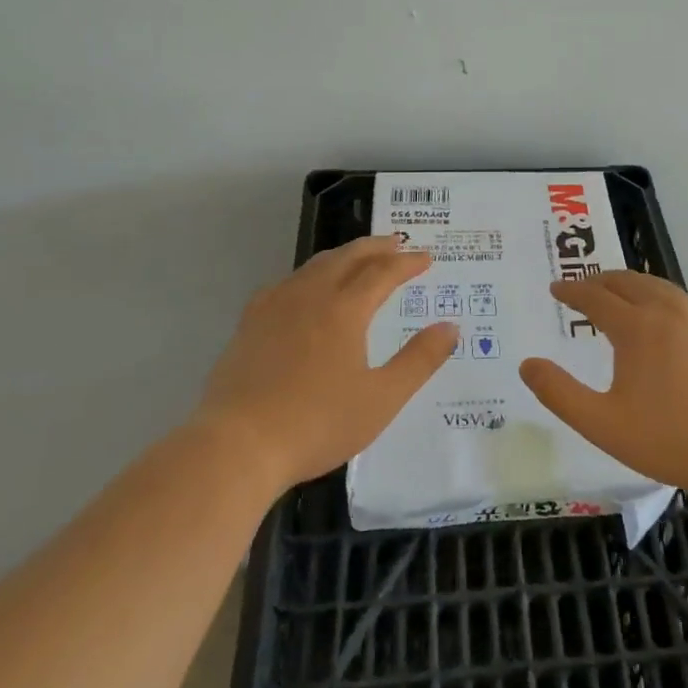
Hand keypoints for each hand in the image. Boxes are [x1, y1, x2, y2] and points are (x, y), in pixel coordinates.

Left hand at [196, 235, 456, 493]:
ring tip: (357, 258)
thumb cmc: (317, 423)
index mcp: (345, 309)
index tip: (426, 258)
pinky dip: (309, 274)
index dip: (407, 263)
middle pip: (347, 257)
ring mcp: (275, 306)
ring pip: (315, 265)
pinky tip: (304, 289)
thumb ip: (419, 360)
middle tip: (396, 243)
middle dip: (376, 247)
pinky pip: (286, 283)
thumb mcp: (382, 398)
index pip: (383, 273)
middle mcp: (310, 295)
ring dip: (343, 255)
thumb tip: (450, 327)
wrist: (237, 445)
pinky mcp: (250, 323)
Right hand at [520, 270, 687, 497]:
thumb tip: (527, 365)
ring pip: (660, 288)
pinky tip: (666, 324)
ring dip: (634, 286)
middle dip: (601, 280)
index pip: (595, 297)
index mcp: (637, 327)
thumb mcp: (602, 423)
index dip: (572, 291)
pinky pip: (686, 305)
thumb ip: (559, 393)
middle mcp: (669, 311)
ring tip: (621, 296)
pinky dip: (663, 302)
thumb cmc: (670, 439)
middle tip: (584, 287)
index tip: (556, 288)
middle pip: (629, 282)